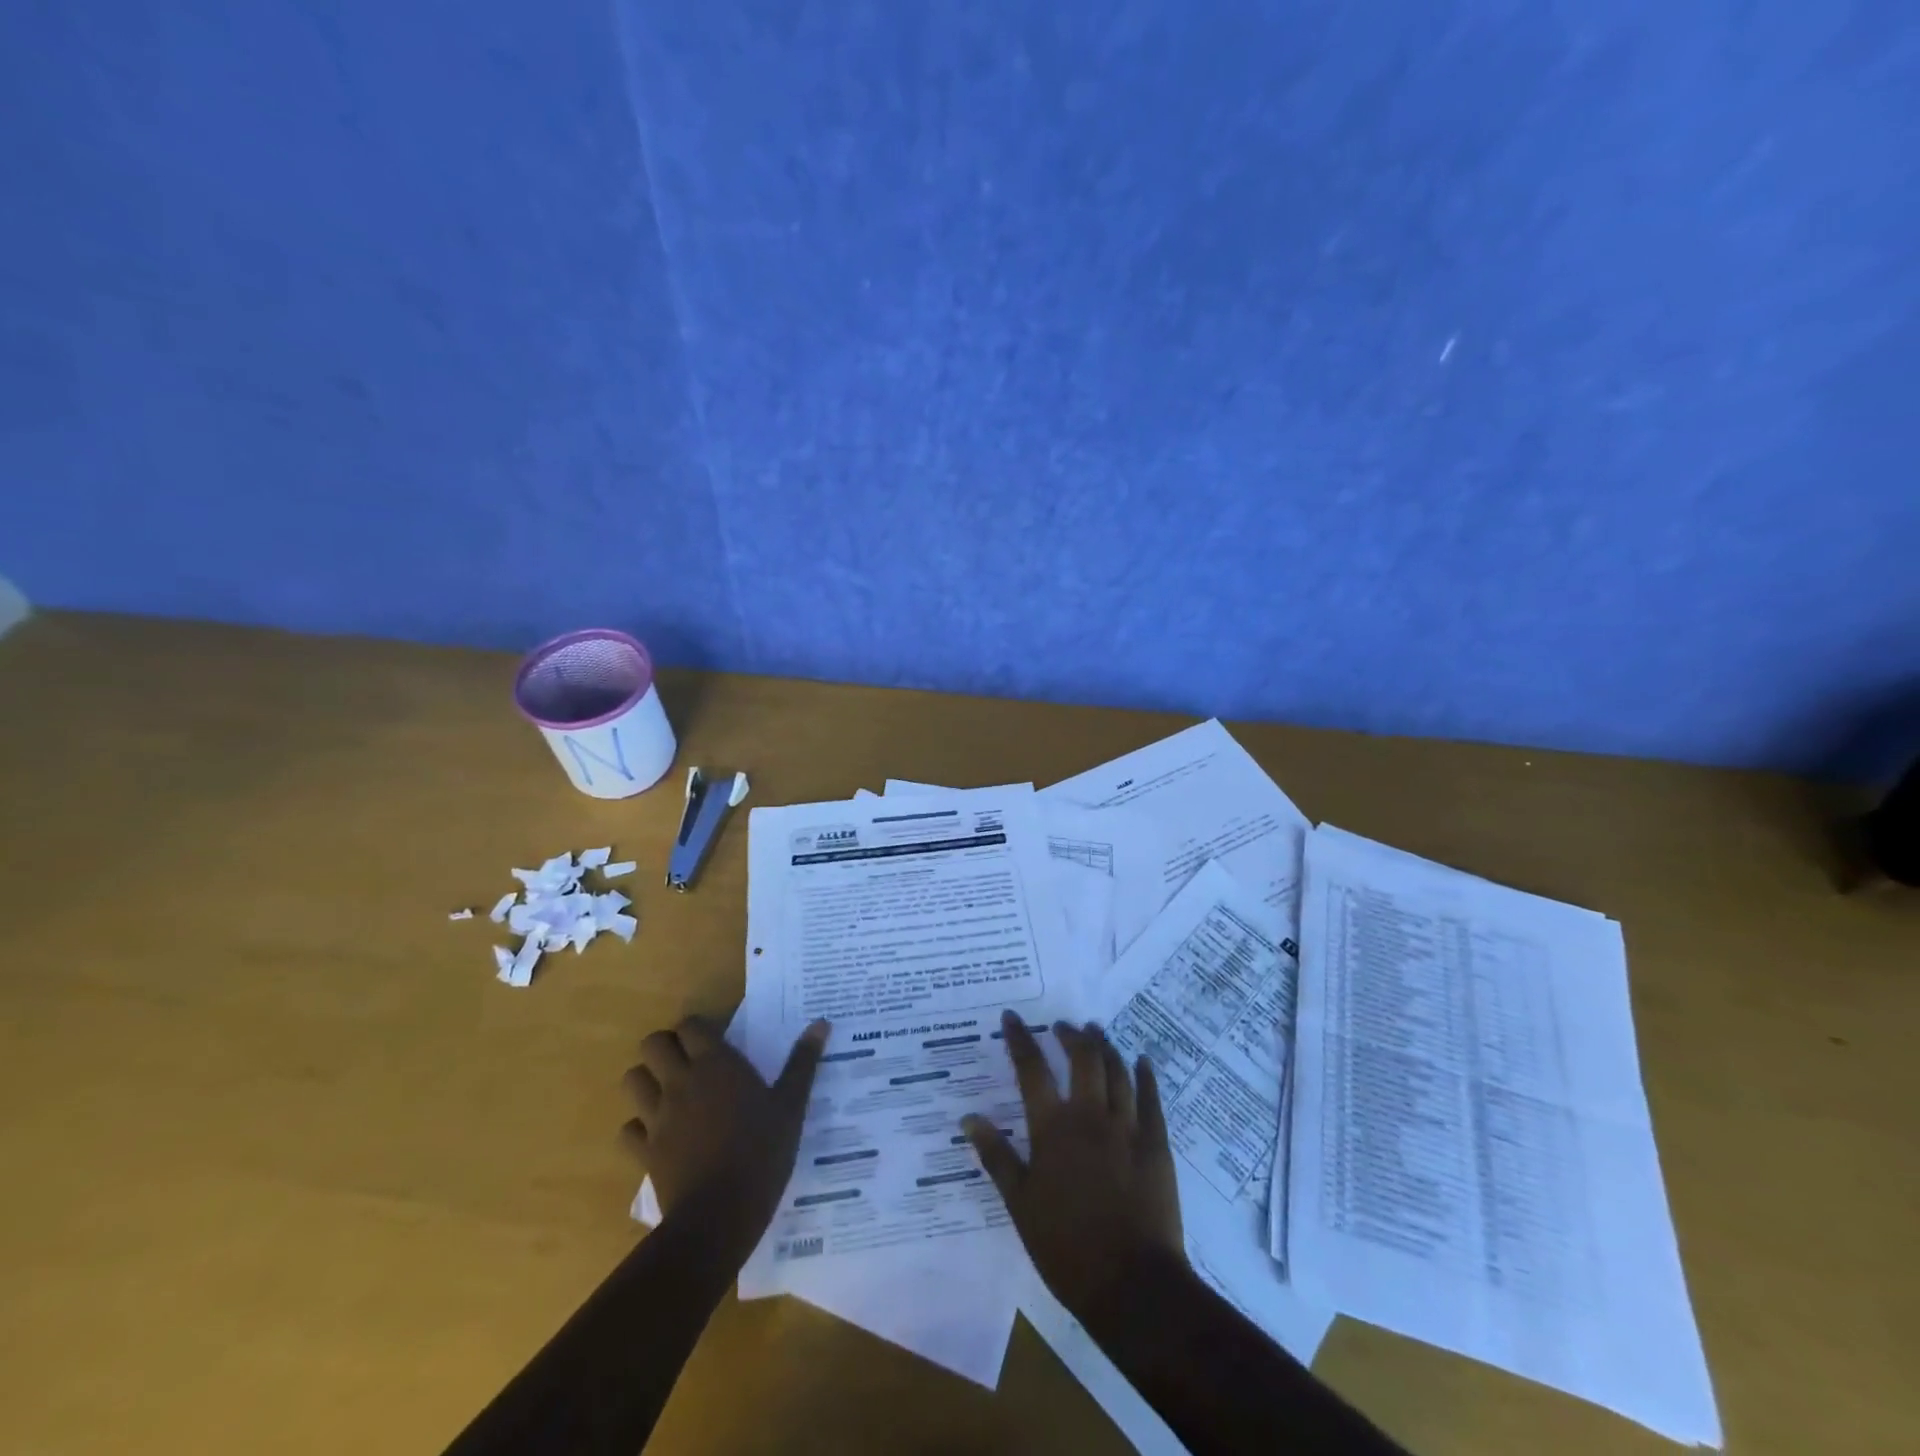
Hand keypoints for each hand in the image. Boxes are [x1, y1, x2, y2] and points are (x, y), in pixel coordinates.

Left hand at [622, 1014, 829, 1242]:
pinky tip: (658, 1136)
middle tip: (688, 1061)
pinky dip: (638, 1129)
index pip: (689, 1025)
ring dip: (646, 1080)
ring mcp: (657, 1117)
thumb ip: (802, 1063)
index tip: (714, 1040)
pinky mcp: (644, 1151)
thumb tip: (821, 1024)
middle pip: (652, 1044)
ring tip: (669, 1092)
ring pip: (632, 1080)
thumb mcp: (792, 1106)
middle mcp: (680, 1082)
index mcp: (715, 1064)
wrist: (720, 1217)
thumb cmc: (761, 1153)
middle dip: (665, 1047)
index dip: (697, 1028)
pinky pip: (628, 1130)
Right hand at [964, 1012, 1184, 1320]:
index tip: (1012, 1017)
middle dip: (1070, 1035)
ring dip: (1104, 1046)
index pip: (1032, 1070)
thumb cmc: (1067, 1247)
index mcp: (1053, 1128)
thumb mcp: (1020, 1204)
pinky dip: (1145, 1074)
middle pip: (1081, 1058)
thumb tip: (969, 1118)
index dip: (1020, 1039)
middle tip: (1063, 1026)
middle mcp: (1090, 1115)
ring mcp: (1127, 1126)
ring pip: (1116, 1070)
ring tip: (1096, 1032)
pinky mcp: (1156, 1143)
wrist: (1132, 1283)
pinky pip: (1151, 1097)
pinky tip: (1142, 1061)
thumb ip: (997, 1157)